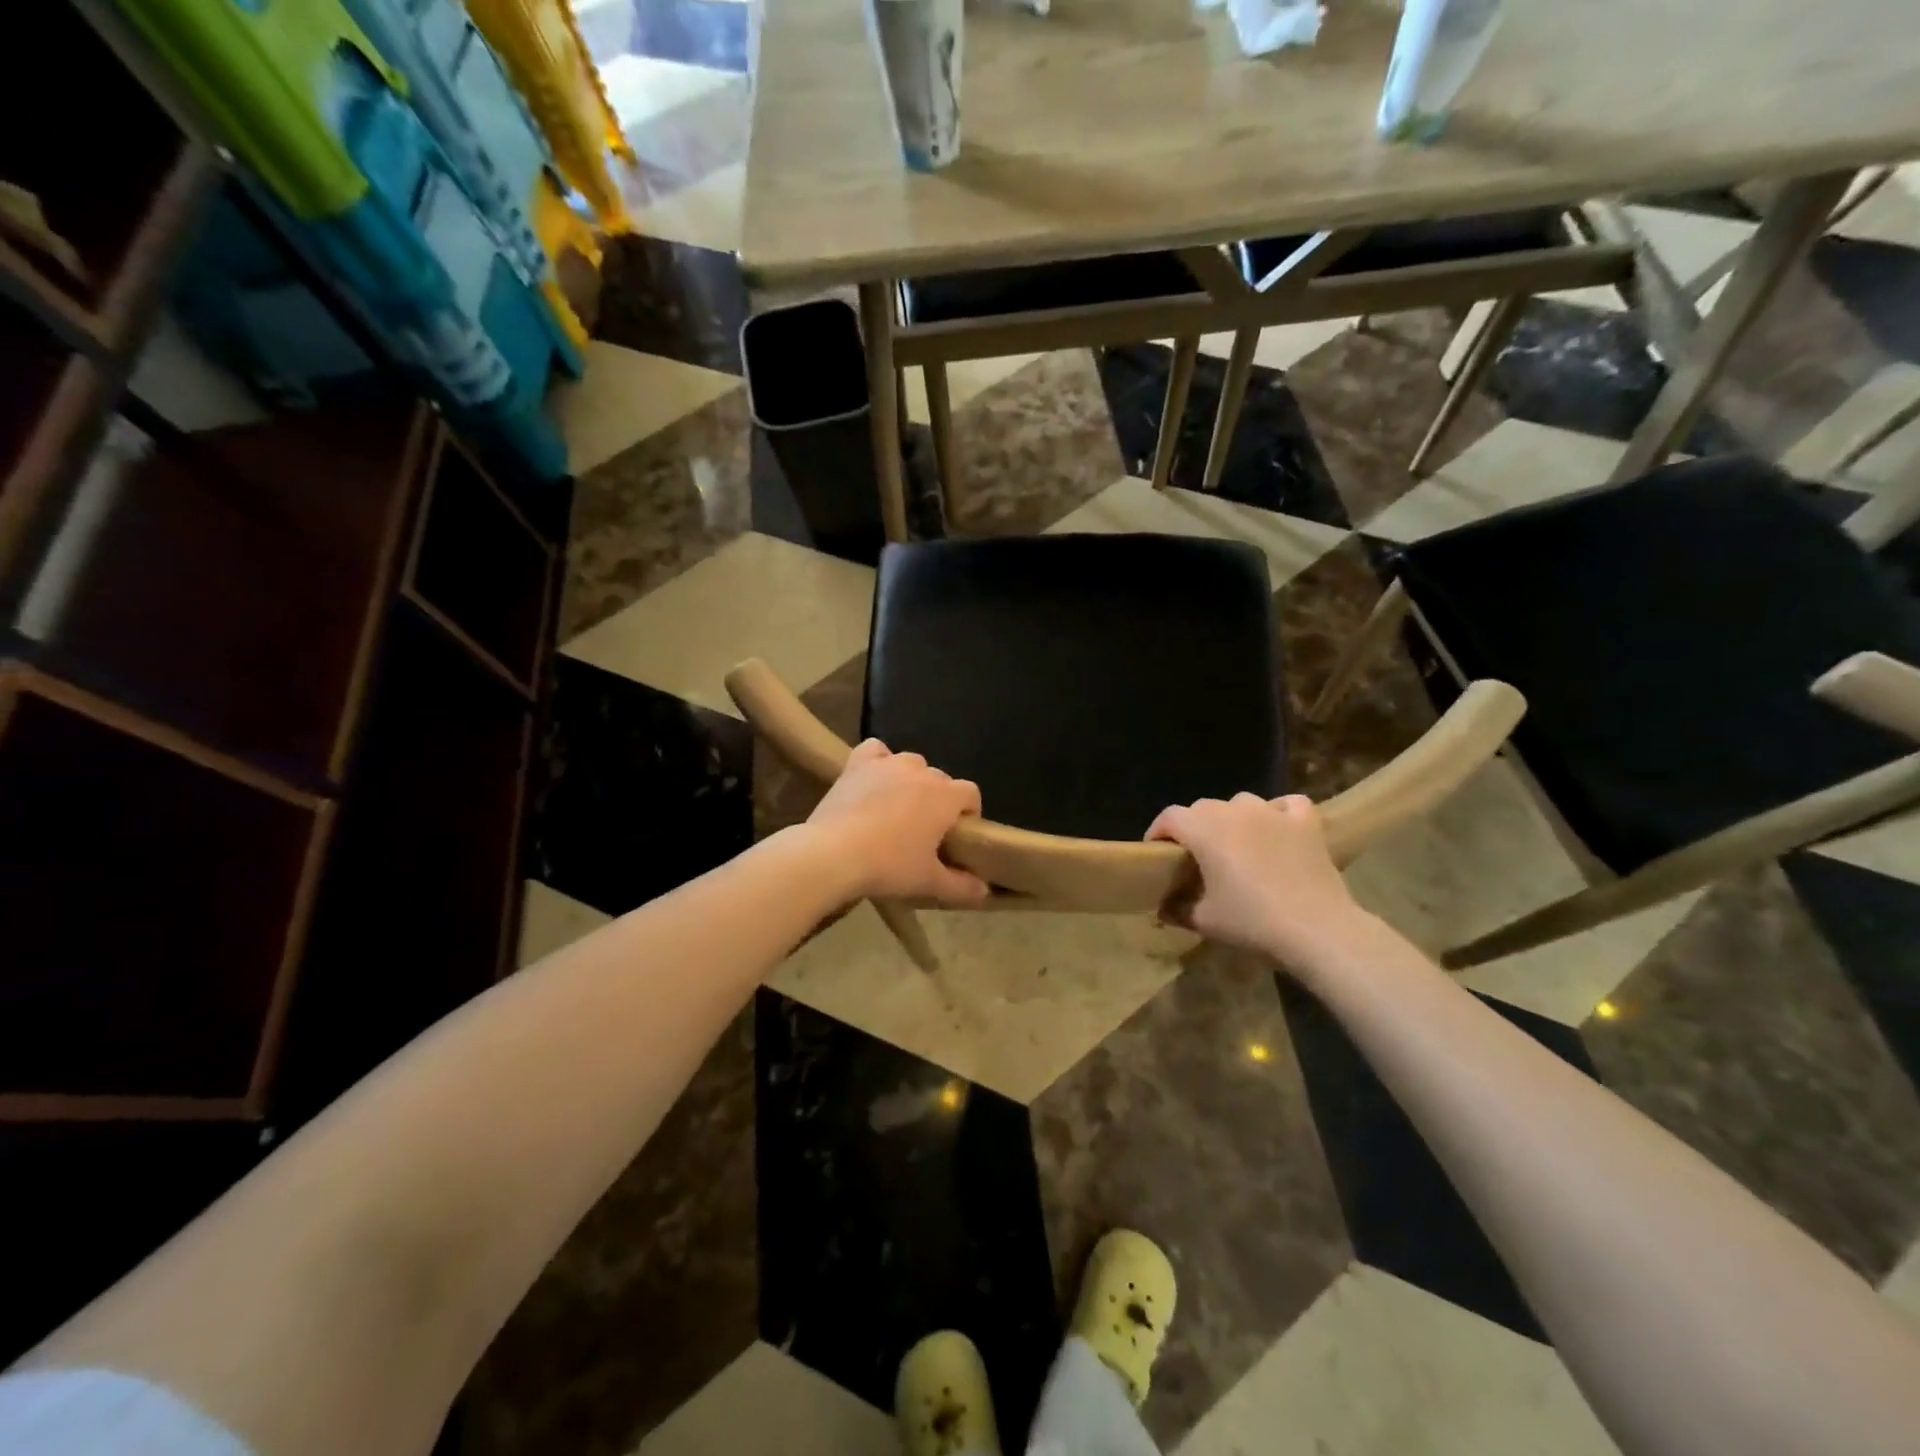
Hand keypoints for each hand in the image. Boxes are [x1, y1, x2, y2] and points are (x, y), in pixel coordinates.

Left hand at [805, 739, 989, 905]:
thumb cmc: (889, 866)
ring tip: (897, 808)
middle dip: (938, 801)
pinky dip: (879, 761)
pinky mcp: (858, 764)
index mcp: (945, 796)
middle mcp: (921, 771)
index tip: (956, 835)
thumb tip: (984, 890)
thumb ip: (962, 886)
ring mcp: (888, 763)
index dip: (969, 812)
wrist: (834, 854)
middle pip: (940, 780)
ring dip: (911, 781)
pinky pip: (876, 750)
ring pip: (911, 764)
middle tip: (923, 831)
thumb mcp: (929, 882)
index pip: (971, 793)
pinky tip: (874, 779)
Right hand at [1146, 793, 1374, 968]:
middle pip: (1203, 808)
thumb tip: (1162, 908)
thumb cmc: (1252, 921)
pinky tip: (1278, 829)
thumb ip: (1177, 909)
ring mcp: (1273, 812)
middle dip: (1193, 827)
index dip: (1158, 832)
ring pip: (1242, 802)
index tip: (1157, 853)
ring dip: (1233, 818)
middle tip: (1196, 857)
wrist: (1316, 929)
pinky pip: (1287, 804)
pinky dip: (1279, 813)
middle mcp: (1235, 811)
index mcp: (1204, 829)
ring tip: (1237, 844)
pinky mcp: (1306, 823)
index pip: (1169, 817)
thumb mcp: (1204, 920)